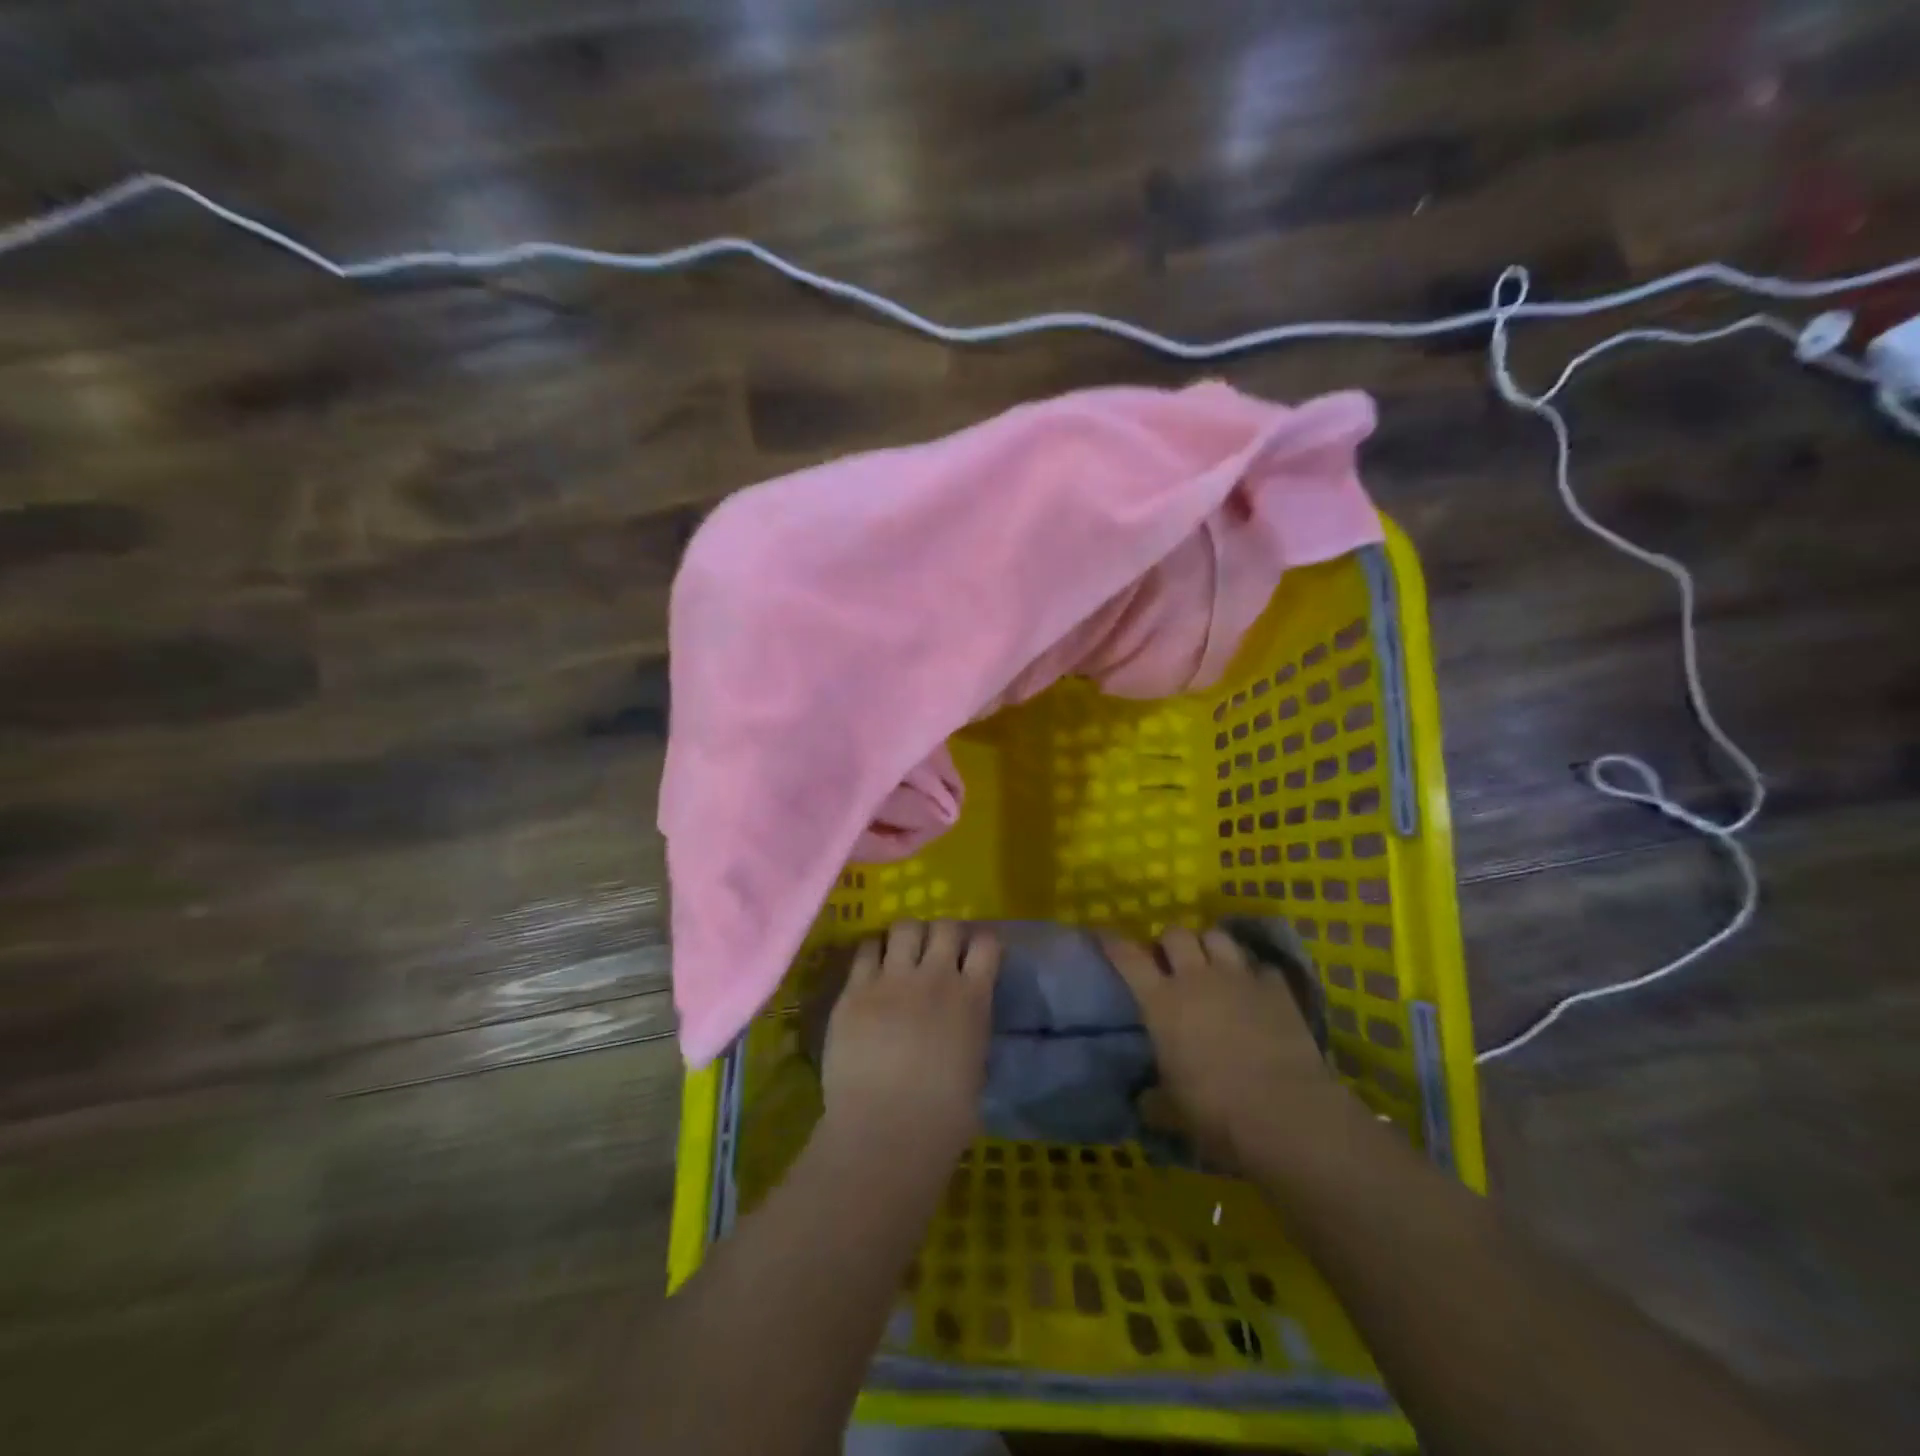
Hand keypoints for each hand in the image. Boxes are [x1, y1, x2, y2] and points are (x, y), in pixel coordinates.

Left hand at [821, 919, 1000, 1159]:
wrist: (885, 1130)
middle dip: (943, 934)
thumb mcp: (974, 1066)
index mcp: (973, 998)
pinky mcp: (856, 989)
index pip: (987, 943)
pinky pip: (865, 948)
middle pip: (945, 926)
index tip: (975, 953)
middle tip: (935, 953)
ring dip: (908, 936)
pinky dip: (873, 951)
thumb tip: (961, 1021)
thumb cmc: (943, 1118)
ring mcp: (893, 979)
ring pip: (905, 926)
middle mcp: (936, 977)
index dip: (981, 943)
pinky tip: (872, 967)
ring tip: (901, 954)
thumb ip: (969, 1029)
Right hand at [1102, 926, 1334, 1166]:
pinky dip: (1257, 975)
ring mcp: (1239, 978)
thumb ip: (1155, 1100)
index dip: (1114, 943)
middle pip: (1176, 934)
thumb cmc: (1215, 1111)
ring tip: (1213, 964)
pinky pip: (1262, 967)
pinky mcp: (1276, 989)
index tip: (1106, 936)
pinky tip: (1258, 991)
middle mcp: (1196, 979)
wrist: (1283, 1112)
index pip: (1128, 957)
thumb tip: (1144, 1102)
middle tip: (1172, 962)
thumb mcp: (1172, 1110)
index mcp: (1162, 1002)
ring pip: (1218, 937)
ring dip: (1211, 947)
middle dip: (1171, 942)